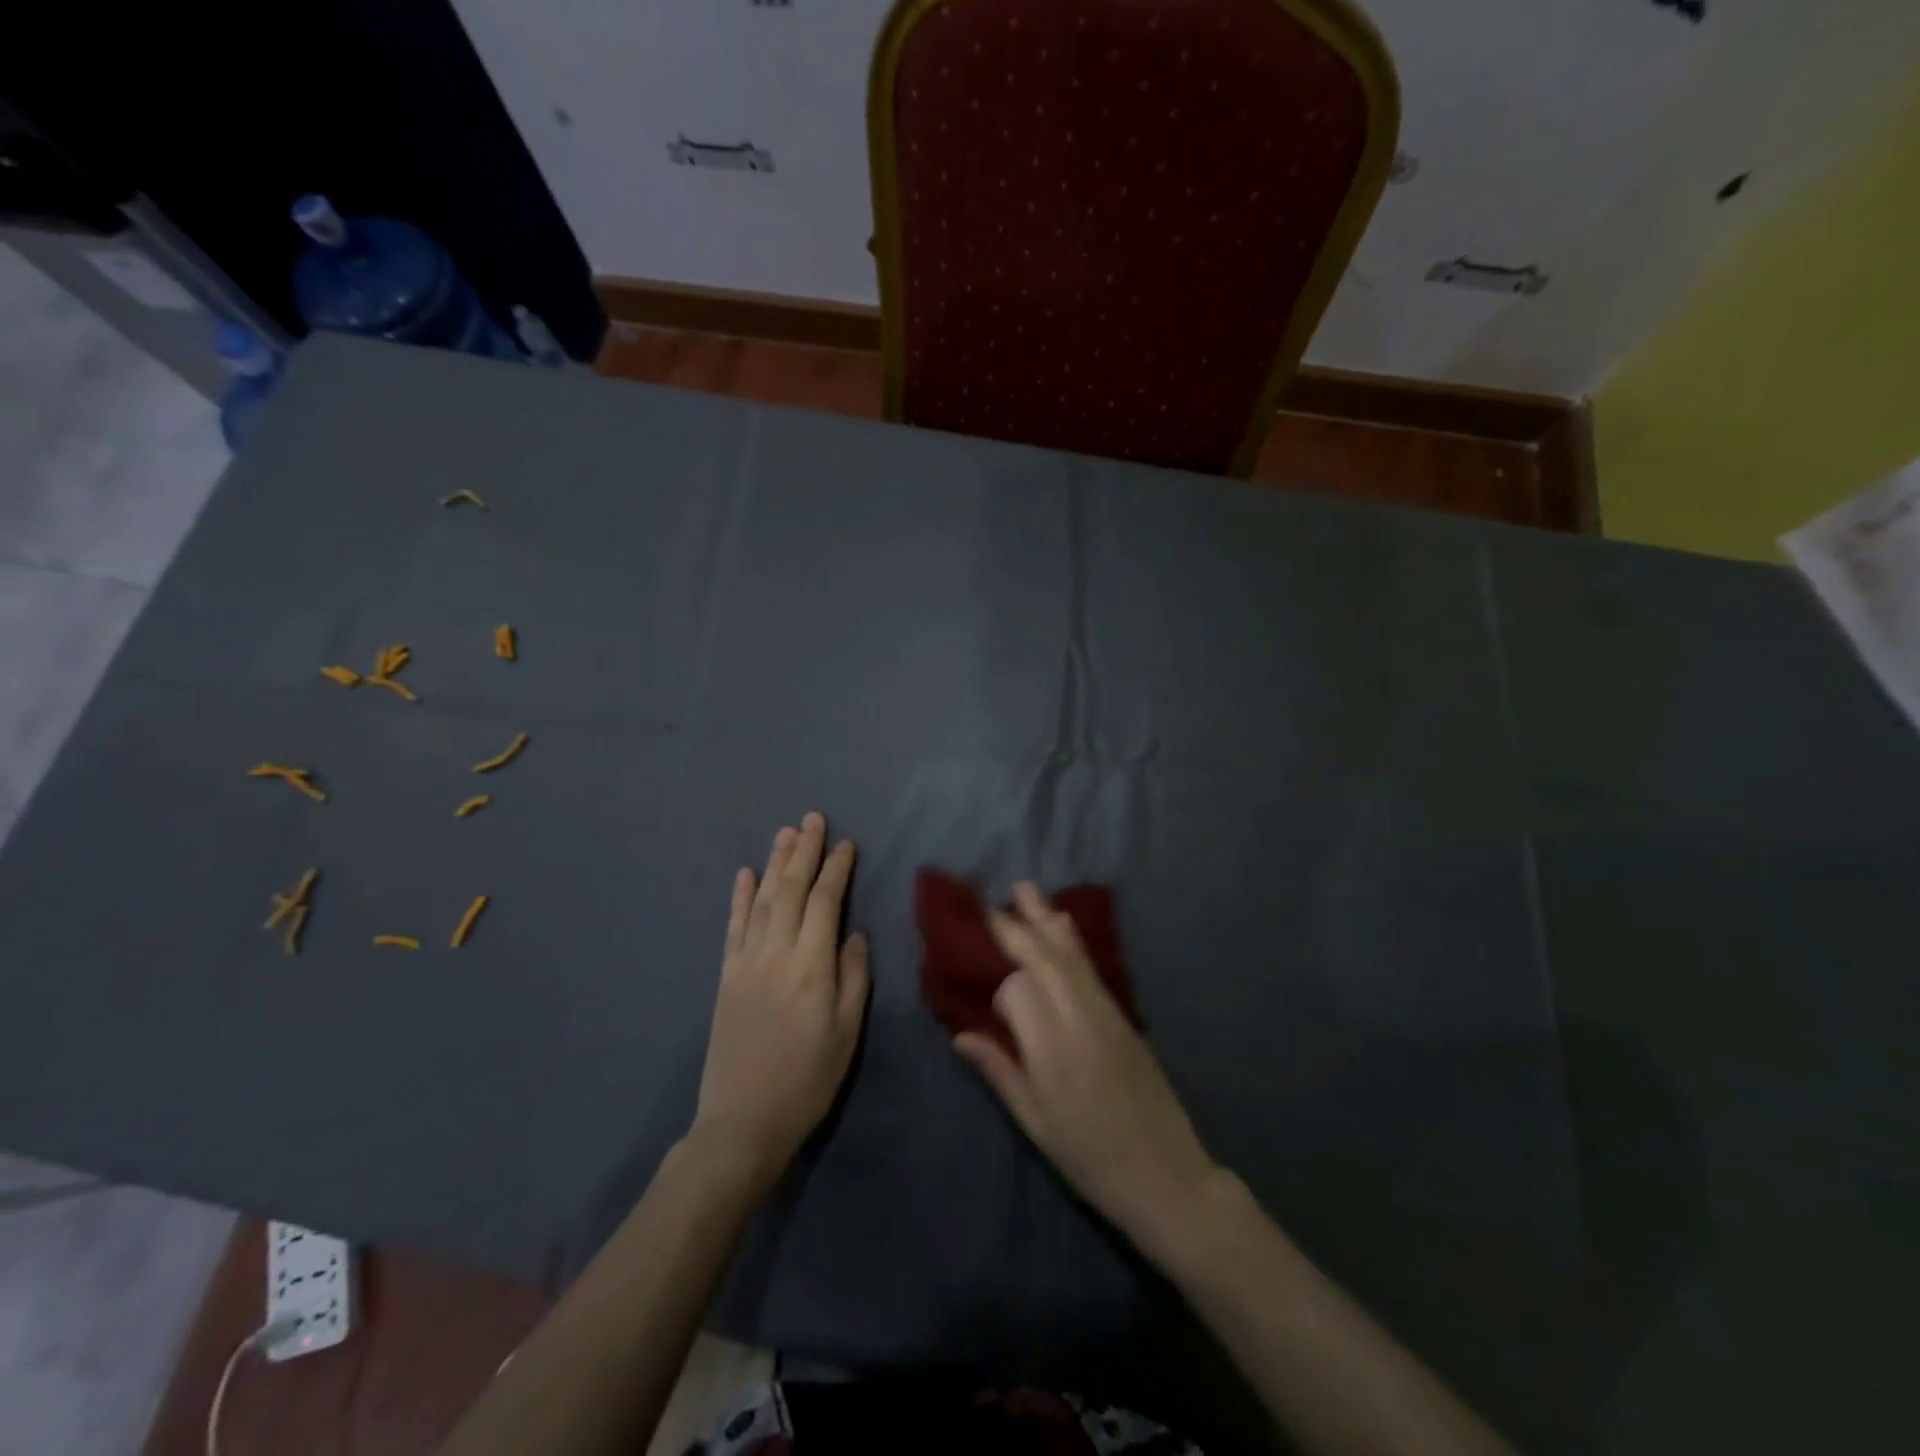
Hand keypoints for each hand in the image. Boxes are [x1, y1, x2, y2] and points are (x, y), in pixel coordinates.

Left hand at [690, 813, 869, 1191]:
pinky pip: (734, 927)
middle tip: (814, 819)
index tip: (846, 844)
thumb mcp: (847, 1033)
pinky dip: (740, 897)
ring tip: (786, 832)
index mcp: (811, 967)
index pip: (824, 903)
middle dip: (805, 852)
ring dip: (775, 863)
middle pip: (791, 890)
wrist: (742, 1122)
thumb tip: (853, 933)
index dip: (836, 870)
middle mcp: (776, 954)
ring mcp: (746, 963)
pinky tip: (745, 874)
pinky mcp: (726, 976)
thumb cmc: (808, 1080)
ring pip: (762, 900)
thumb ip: (854, 977)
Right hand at [953, 884, 1220, 1256]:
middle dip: (1015, 928)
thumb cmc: (1090, 1159)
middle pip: (1045, 959)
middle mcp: (1080, 1020)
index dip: (996, 984)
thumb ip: (999, 1071)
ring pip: (1071, 955)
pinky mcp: (1123, 1015)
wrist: (1166, 1176)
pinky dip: (1071, 940)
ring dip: (1045, 919)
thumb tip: (960, 1034)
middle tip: (986, 904)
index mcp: (1053, 1051)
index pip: (1018, 990)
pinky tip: (1060, 923)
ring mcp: (1107, 1013)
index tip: (978, 987)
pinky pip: (1091, 967)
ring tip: (1023, 888)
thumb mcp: (1035, 1124)